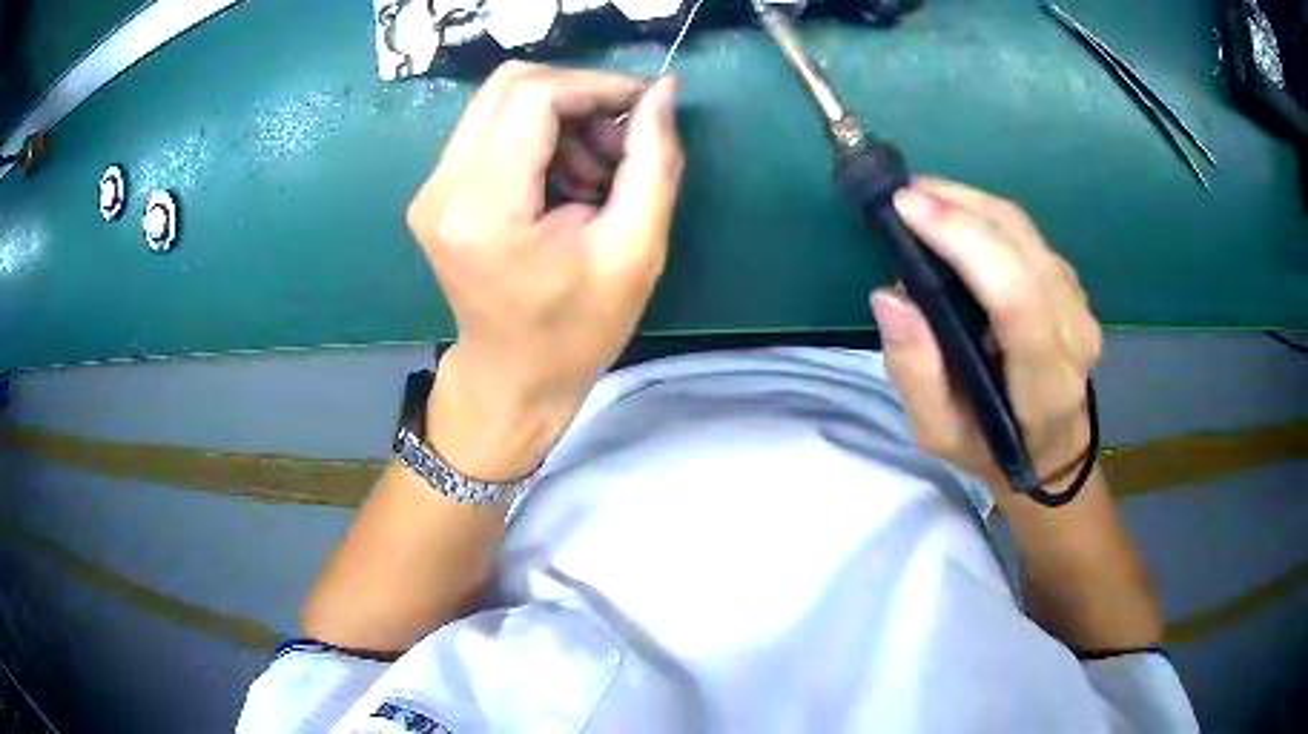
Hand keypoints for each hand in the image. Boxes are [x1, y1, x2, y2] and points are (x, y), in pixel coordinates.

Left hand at [406, 62, 683, 479]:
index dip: (596, 86)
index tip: (642, 107)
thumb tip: (662, 91)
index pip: (533, 97)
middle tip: (619, 142)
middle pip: (510, 84)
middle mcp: (441, 189)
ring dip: (560, 117)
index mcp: (484, 209)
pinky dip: (537, 135)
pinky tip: (563, 179)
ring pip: (499, 100)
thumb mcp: (635, 252)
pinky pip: (489, 128)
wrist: (512, 377)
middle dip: (579, 96)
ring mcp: (430, 189)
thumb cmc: (576, 331)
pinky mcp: (434, 192)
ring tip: (594, 172)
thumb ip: (653, 162)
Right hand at [871, 179, 1101, 491]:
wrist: (1049, 448)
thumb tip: (891, 296)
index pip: (1017, 297)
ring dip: (970, 202)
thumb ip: (915, 372)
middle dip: (960, 207)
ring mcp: (1079, 304)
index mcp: (1045, 383)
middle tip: (904, 194)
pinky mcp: (1071, 285)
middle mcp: (1073, 334)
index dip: (964, 241)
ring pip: (1025, 231)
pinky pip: (1027, 234)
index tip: (907, 208)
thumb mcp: (938, 433)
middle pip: (1022, 248)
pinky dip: (986, 213)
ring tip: (921, 196)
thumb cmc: (989, 447)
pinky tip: (954, 214)